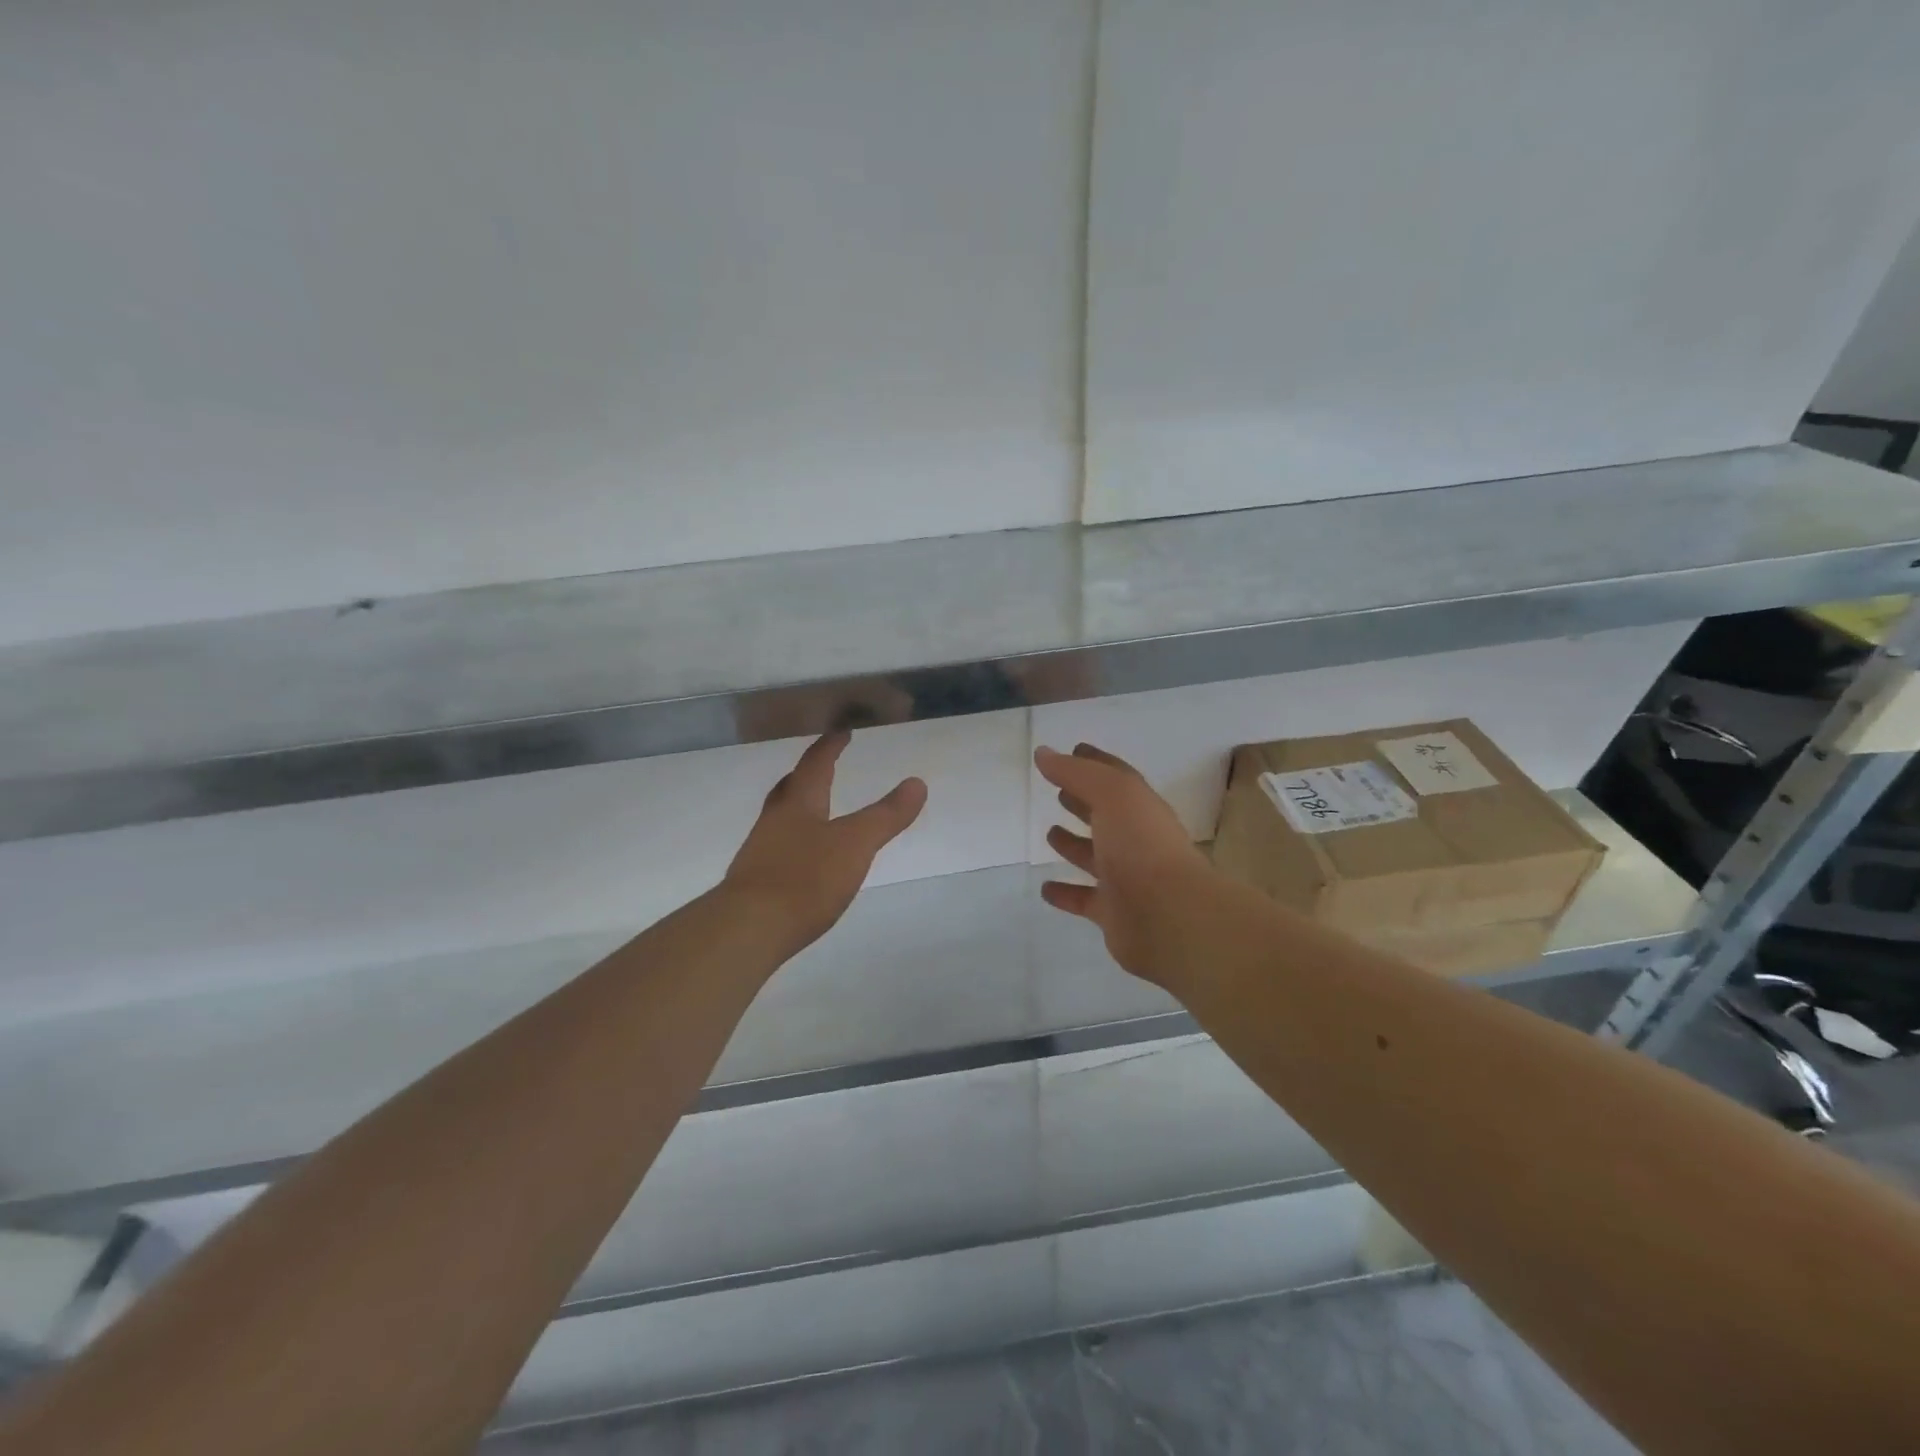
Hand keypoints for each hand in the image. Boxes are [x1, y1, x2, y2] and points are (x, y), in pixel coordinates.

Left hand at [724, 732, 927, 953]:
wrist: (748, 929)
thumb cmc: (805, 878)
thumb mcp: (855, 844)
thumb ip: (886, 815)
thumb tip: (917, 782)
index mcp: (799, 804)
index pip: (816, 765)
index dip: (830, 746)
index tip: (842, 731)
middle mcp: (774, 821)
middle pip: (790, 788)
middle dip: (807, 774)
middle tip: (822, 765)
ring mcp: (760, 852)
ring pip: (780, 818)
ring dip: (798, 808)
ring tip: (815, 810)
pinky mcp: (756, 883)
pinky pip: (778, 849)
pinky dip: (794, 842)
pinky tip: (804, 859)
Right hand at [1035, 743, 1214, 985]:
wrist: (1169, 917)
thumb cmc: (1141, 847)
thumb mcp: (1112, 795)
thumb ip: (1077, 773)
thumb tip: (1043, 753)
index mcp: (1141, 808)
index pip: (1117, 778)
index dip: (1095, 763)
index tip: (1074, 750)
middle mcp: (1136, 841)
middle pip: (1107, 816)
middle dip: (1084, 802)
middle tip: (1059, 792)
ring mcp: (1127, 878)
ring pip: (1096, 857)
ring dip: (1074, 845)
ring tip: (1050, 834)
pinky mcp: (1115, 912)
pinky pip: (1085, 899)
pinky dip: (1066, 894)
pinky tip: (1046, 889)